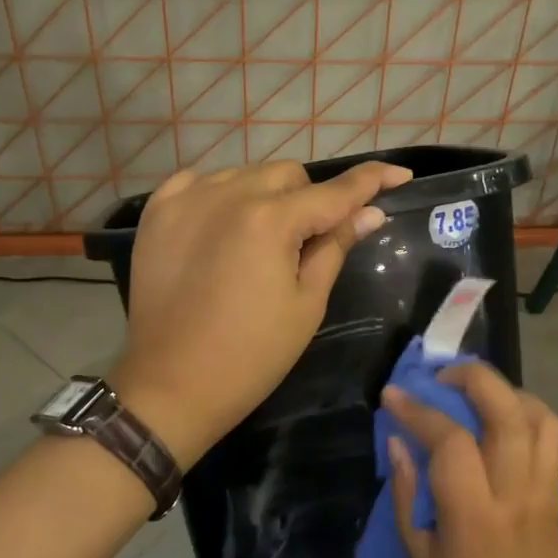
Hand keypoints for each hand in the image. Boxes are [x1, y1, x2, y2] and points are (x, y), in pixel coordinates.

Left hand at [111, 159, 410, 467]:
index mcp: (271, 220)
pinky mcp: (157, 212)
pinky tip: (221, 225)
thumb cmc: (252, 354)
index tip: (400, 174)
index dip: (372, 180)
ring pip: (245, 174)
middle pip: (288, 175)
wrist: (172, 384)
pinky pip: (199, 182)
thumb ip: (335, 247)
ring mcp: (187, 199)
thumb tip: (370, 213)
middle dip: (309, 200)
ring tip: (260, 240)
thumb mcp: (306, 304)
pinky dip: (219, 195)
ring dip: (265, 197)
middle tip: (307, 243)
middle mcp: (229, 194)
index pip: (335, 191)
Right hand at [383, 363, 557, 557]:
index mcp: (474, 516)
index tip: (392, 394)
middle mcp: (515, 494)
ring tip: (475, 394)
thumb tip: (398, 442)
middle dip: (474, 378)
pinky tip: (501, 421)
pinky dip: (528, 414)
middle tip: (442, 376)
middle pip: (508, 412)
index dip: (419, 410)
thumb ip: (407, 495)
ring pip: (541, 418)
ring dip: (507, 391)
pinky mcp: (556, 497)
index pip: (450, 441)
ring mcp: (543, 492)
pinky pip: (552, 440)